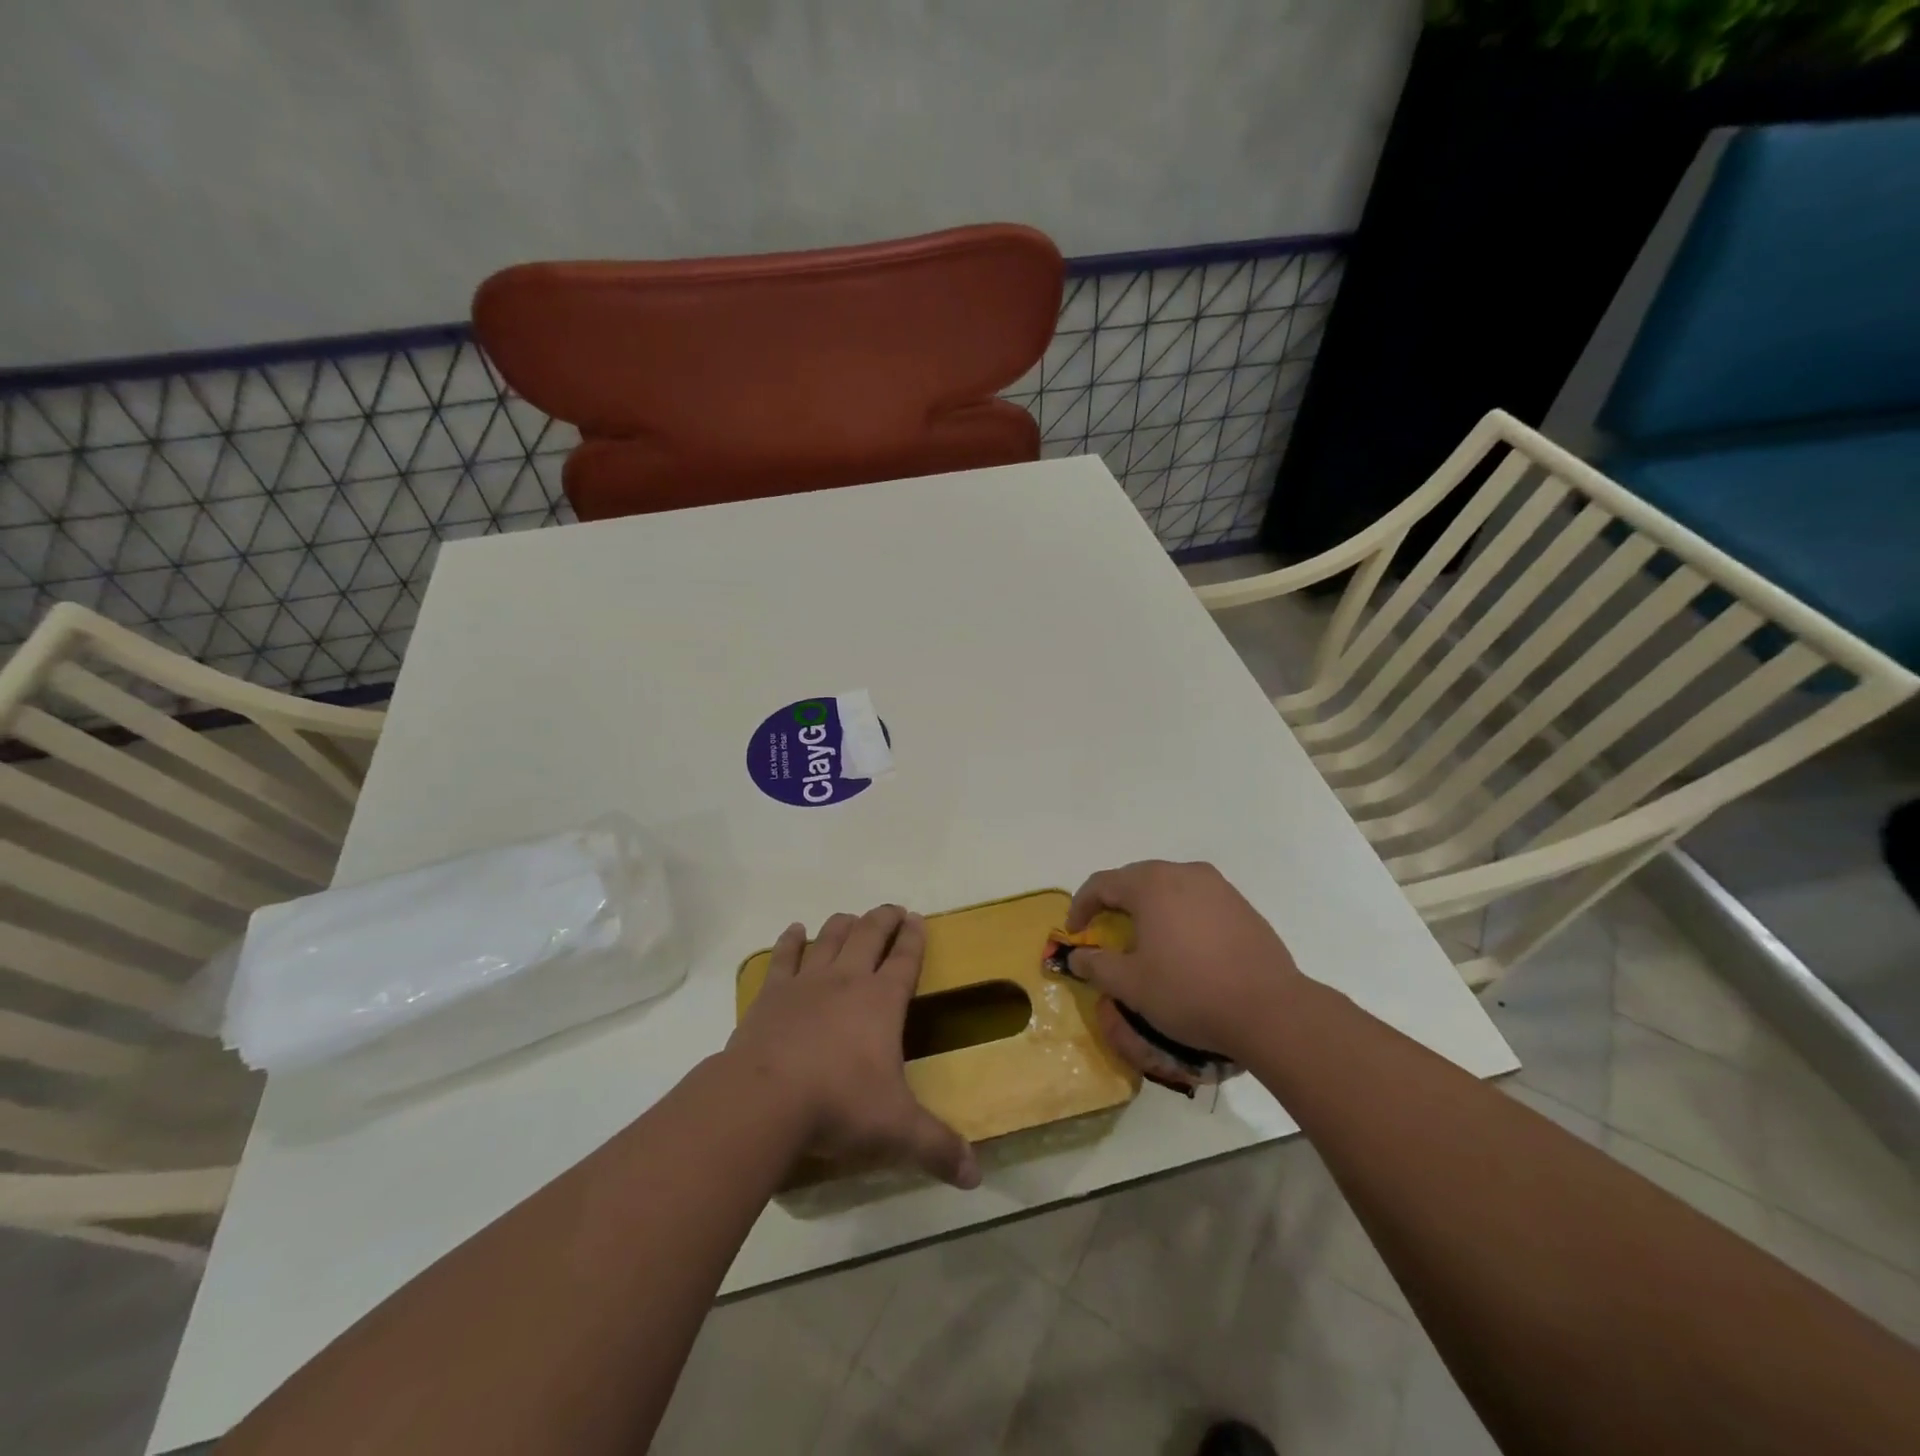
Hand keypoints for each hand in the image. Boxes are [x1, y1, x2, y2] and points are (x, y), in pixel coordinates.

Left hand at [725, 905, 979, 1188]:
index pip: (905, 959)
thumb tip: (976, 1177)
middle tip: (892, 910)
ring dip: (843, 924)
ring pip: (830, 937)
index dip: (914, 937)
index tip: (918, 919)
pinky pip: (783, 956)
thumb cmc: (838, 1107)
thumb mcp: (897, 1132)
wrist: (763, 1101)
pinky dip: (790, 940)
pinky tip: (795, 931)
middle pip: (869, 934)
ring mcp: (806, 982)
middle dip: (883, 919)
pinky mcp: (771, 994)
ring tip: (851, 918)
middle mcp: (847, 980)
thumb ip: (938, 1148)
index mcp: (882, 1001)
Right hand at [1065, 861, 1305, 1064]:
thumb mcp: (1131, 985)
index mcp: (1151, 884)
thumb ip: (1096, 965)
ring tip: (1144, 939)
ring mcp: (1217, 886)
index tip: (1074, 933)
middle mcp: (1184, 873)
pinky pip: (1196, 900)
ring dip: (1148, 907)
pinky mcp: (1241, 905)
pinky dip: (1179, 915)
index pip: (1102, 884)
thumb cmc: (1189, 992)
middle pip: (1136, 879)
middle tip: (1104, 932)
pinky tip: (1183, 947)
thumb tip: (1076, 955)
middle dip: (1114, 903)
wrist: (1270, 1010)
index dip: (1080, 906)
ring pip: (1169, 887)